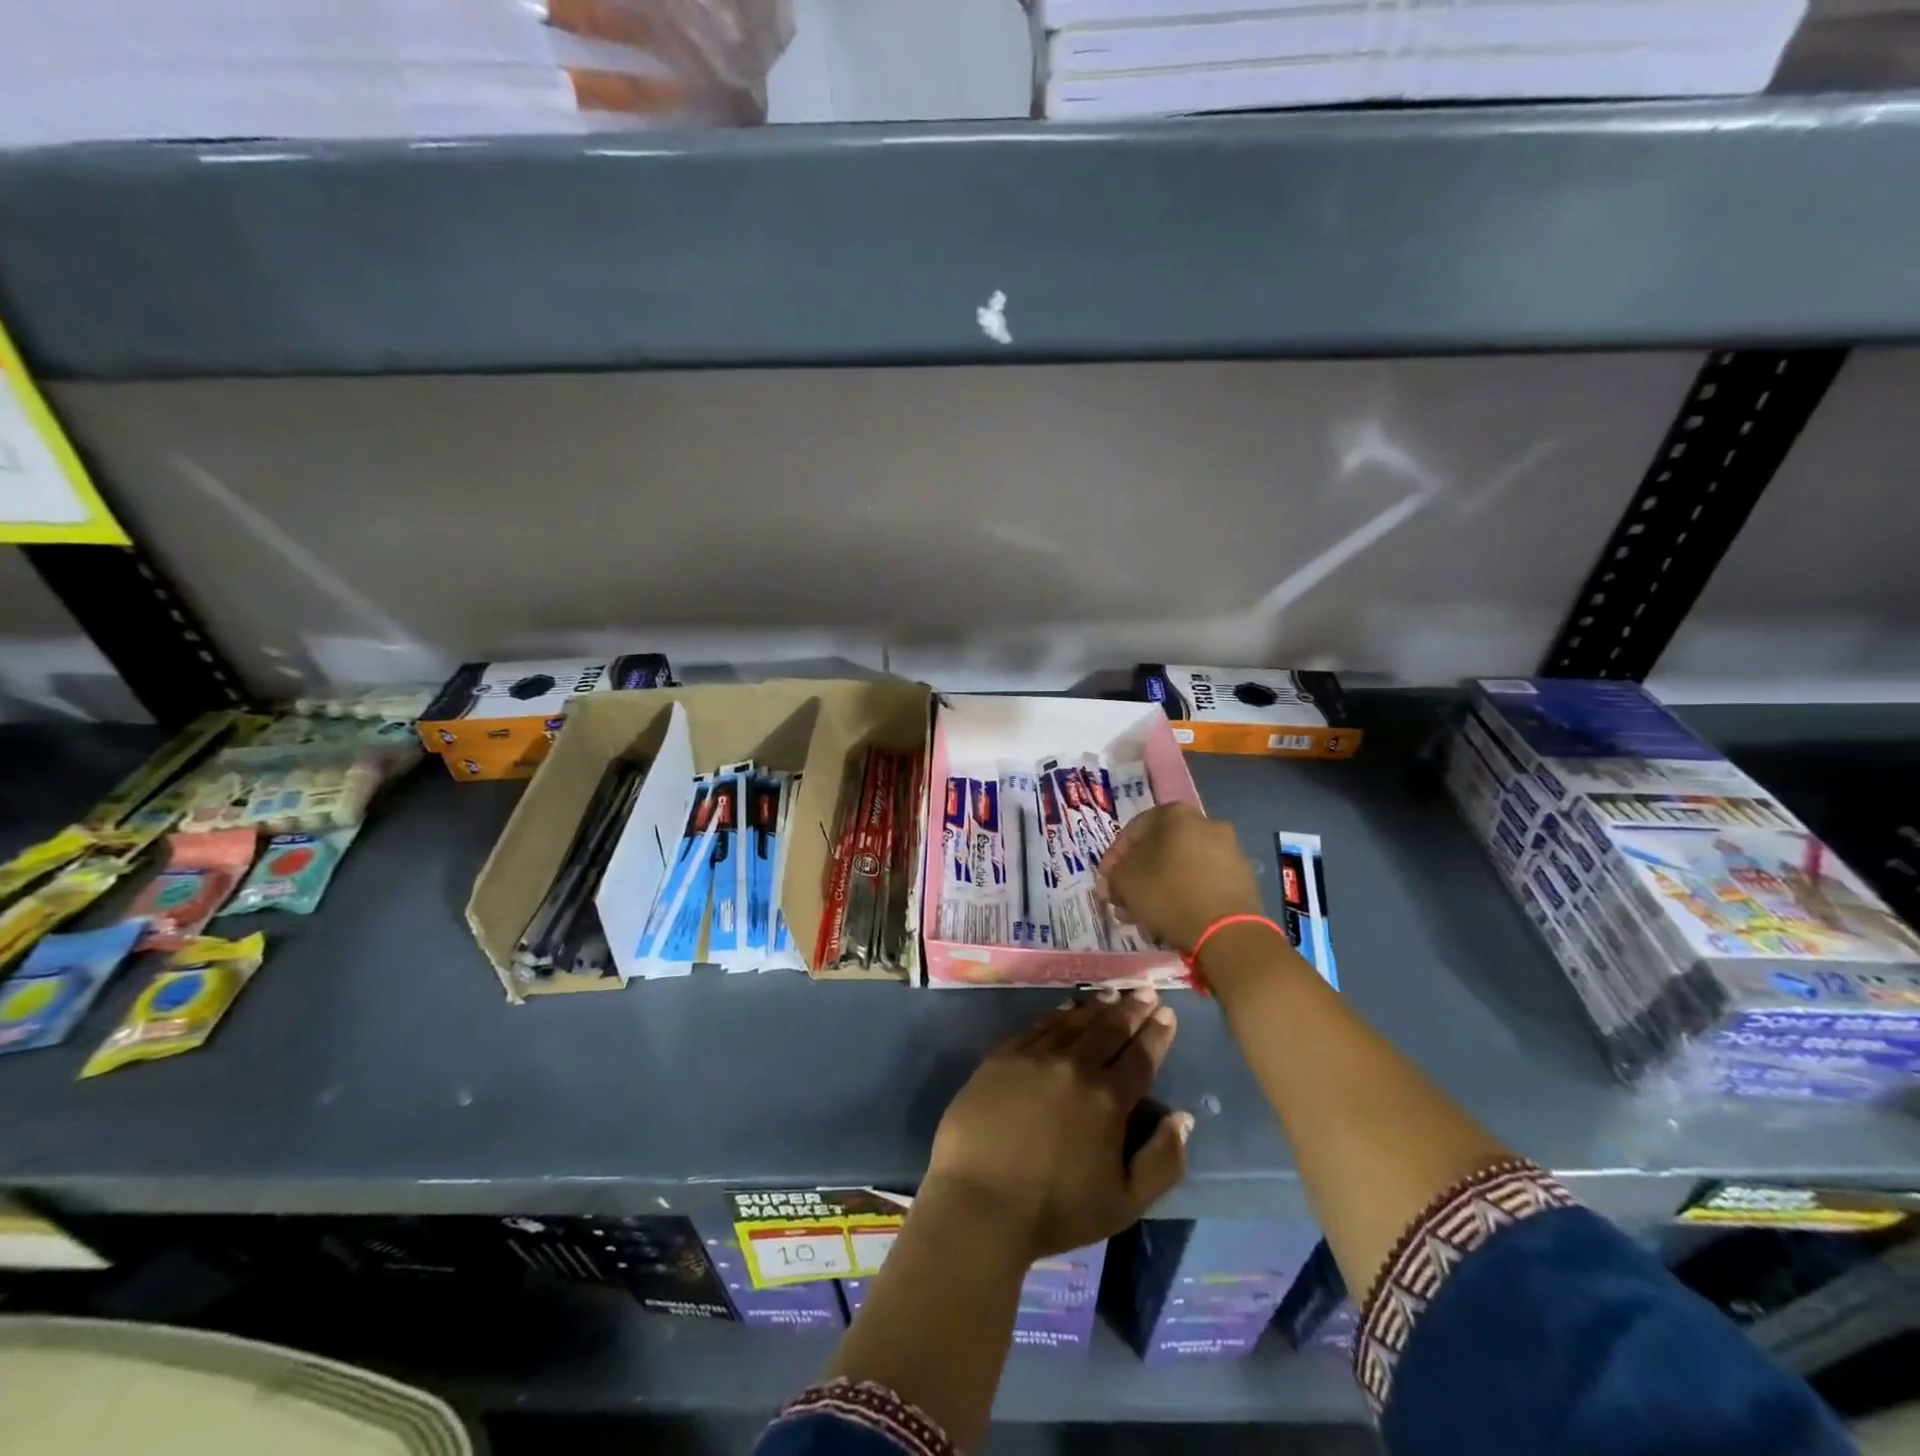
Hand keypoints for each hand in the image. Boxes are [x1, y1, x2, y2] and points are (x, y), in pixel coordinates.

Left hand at [925, 992, 1190, 1260]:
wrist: (980, 1201)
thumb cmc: (1055, 1211)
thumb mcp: (1125, 1203)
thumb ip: (1162, 1161)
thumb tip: (1183, 1118)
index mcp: (1107, 1101)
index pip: (1140, 1058)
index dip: (1156, 1034)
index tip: (1166, 1012)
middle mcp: (1074, 1068)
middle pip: (1108, 1030)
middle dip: (1131, 1010)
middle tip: (1144, 992)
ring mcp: (1035, 1057)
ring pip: (1073, 1023)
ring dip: (1096, 1007)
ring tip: (1111, 994)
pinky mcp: (1003, 1057)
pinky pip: (1037, 1027)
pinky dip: (1057, 1015)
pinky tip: (1065, 1010)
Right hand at [1096, 802, 1263, 954]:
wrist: (1228, 932)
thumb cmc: (1169, 895)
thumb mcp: (1125, 883)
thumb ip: (1113, 876)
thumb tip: (1114, 880)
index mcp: (1176, 814)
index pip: (1133, 831)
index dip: (1113, 858)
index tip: (1106, 882)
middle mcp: (1206, 823)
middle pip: (1158, 850)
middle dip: (1137, 877)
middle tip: (1123, 902)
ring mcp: (1229, 850)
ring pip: (1180, 868)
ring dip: (1158, 889)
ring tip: (1144, 917)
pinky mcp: (1243, 878)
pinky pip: (1202, 882)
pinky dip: (1184, 896)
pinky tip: (1171, 920)